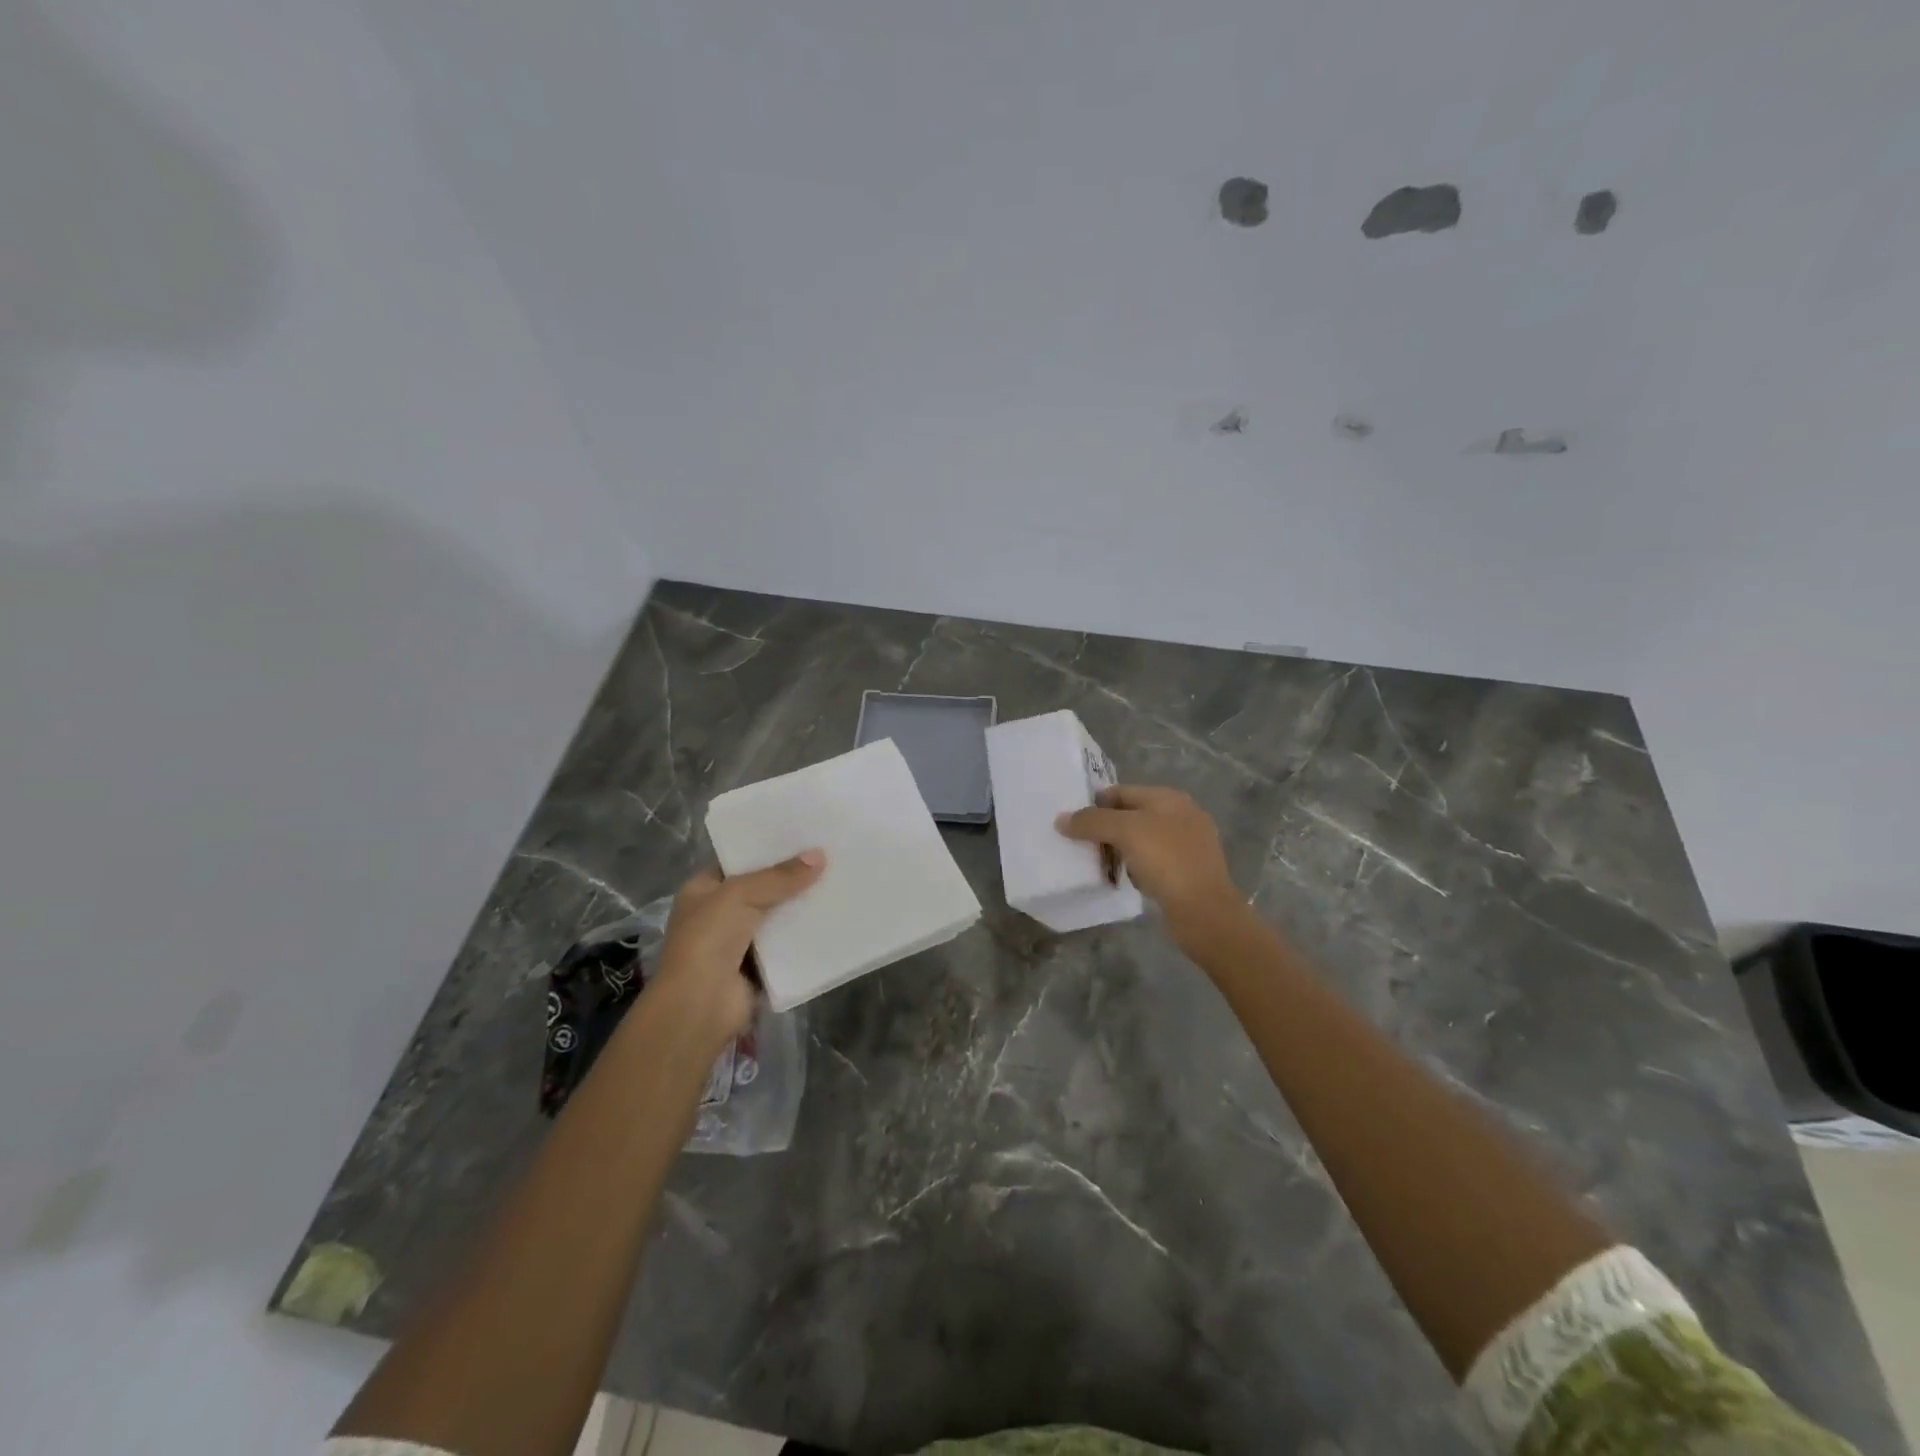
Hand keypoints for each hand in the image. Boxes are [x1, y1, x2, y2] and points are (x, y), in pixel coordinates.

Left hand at [649, 851, 825, 1041]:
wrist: (701, 1005)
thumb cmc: (709, 940)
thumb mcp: (740, 895)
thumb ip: (780, 876)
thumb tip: (819, 856)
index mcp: (703, 890)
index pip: (738, 861)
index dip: (766, 849)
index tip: (802, 836)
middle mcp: (718, 913)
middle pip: (761, 888)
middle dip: (790, 877)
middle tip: (828, 856)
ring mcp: (738, 942)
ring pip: (776, 916)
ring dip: (801, 906)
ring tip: (838, 881)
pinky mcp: (759, 966)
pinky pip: (786, 944)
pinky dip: (805, 935)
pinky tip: (832, 918)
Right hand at [1058, 785, 1243, 941]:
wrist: (1205, 911)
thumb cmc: (1166, 861)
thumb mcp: (1125, 832)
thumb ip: (1091, 821)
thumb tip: (1061, 819)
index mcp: (1168, 798)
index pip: (1120, 791)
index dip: (1094, 804)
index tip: (1071, 823)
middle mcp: (1180, 815)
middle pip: (1130, 815)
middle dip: (1104, 828)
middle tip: (1079, 845)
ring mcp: (1186, 844)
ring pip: (1140, 840)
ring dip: (1117, 849)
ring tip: (1095, 864)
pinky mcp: (1186, 871)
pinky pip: (1151, 861)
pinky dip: (1133, 866)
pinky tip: (1122, 879)